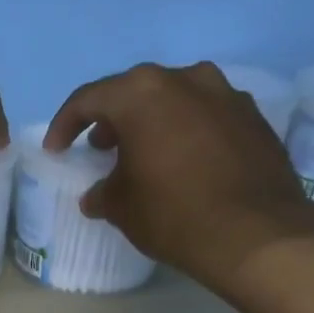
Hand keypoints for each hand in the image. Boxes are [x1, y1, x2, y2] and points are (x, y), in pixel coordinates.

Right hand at [44, 61, 313, 293]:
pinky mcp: (253, 116)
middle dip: (113, 119)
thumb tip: (98, 195)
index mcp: (141, 93)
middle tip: (101, 148)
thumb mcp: (122, 207)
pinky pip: (208, 115)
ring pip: (175, 99)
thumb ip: (102, 193)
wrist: (256, 233)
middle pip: (135, 92)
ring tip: (145, 153)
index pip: (89, 99)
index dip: (66, 125)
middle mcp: (184, 79)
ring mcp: (225, 93)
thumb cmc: (173, 213)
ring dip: (154, 121)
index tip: (57, 150)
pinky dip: (189, 131)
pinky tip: (186, 161)